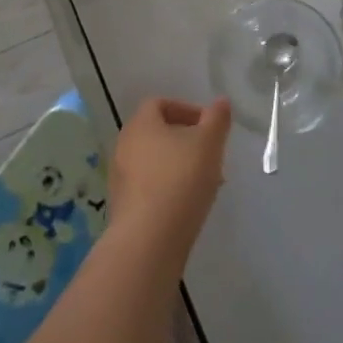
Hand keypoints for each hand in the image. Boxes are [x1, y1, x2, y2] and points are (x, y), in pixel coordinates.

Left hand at [108, 98, 231, 265]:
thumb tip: (221, 102)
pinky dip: (168, 189)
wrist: (149, 240)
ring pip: (155, 162)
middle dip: (187, 141)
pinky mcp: (123, 206)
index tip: (209, 127)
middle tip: (211, 156)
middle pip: (157, 133)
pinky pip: (149, 187)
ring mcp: (120, 177)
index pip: (160, 104)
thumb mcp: (209, 143)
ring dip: (179, 166)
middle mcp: (124, 145)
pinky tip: (188, 206)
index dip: (186, 110)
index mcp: (141, 123)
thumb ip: (217, 119)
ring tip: (205, 184)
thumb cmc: (180, 180)